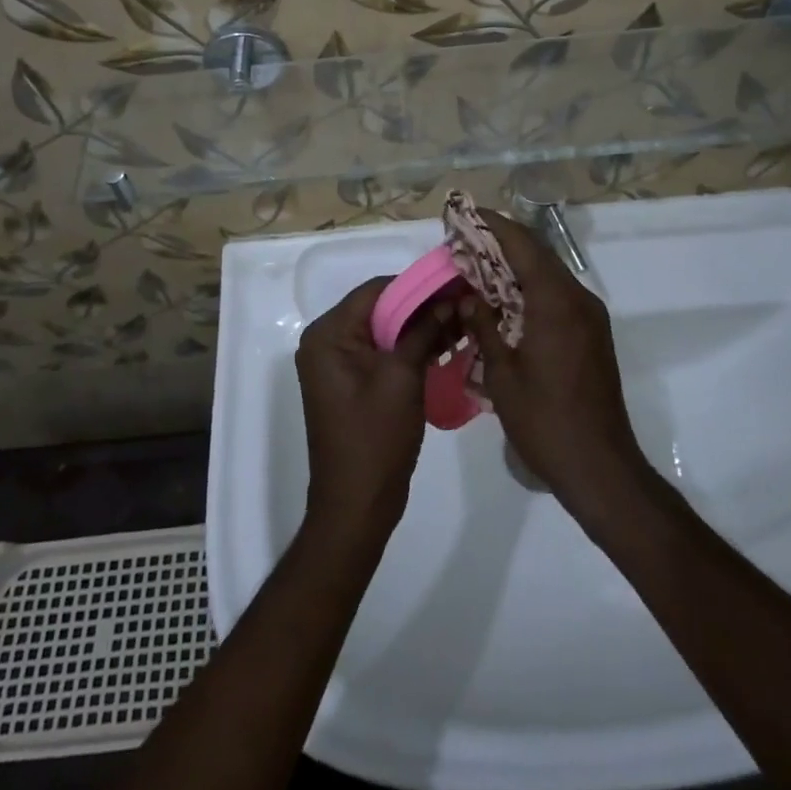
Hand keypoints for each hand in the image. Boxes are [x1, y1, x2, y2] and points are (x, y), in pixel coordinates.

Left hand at [296, 277, 449, 540]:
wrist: (357, 506)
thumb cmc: (375, 439)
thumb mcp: (402, 378)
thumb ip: (423, 332)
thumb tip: (450, 300)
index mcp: (328, 334)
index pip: (376, 290)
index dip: (417, 285)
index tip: (455, 284)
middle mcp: (326, 341)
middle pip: (379, 308)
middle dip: (422, 307)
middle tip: (464, 304)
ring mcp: (337, 362)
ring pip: (383, 329)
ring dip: (419, 327)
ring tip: (461, 323)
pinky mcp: (351, 380)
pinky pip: (381, 350)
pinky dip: (409, 347)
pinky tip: (444, 345)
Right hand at [462, 212, 652, 524]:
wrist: (600, 466)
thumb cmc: (544, 420)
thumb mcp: (502, 373)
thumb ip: (484, 327)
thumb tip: (467, 298)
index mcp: (556, 302)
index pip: (523, 246)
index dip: (494, 226)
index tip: (468, 214)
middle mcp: (578, 300)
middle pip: (539, 255)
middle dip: (503, 243)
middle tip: (467, 240)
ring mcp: (591, 317)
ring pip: (550, 274)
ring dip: (518, 266)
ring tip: (480, 267)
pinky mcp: (594, 335)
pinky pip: (559, 296)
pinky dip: (532, 288)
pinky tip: (506, 301)